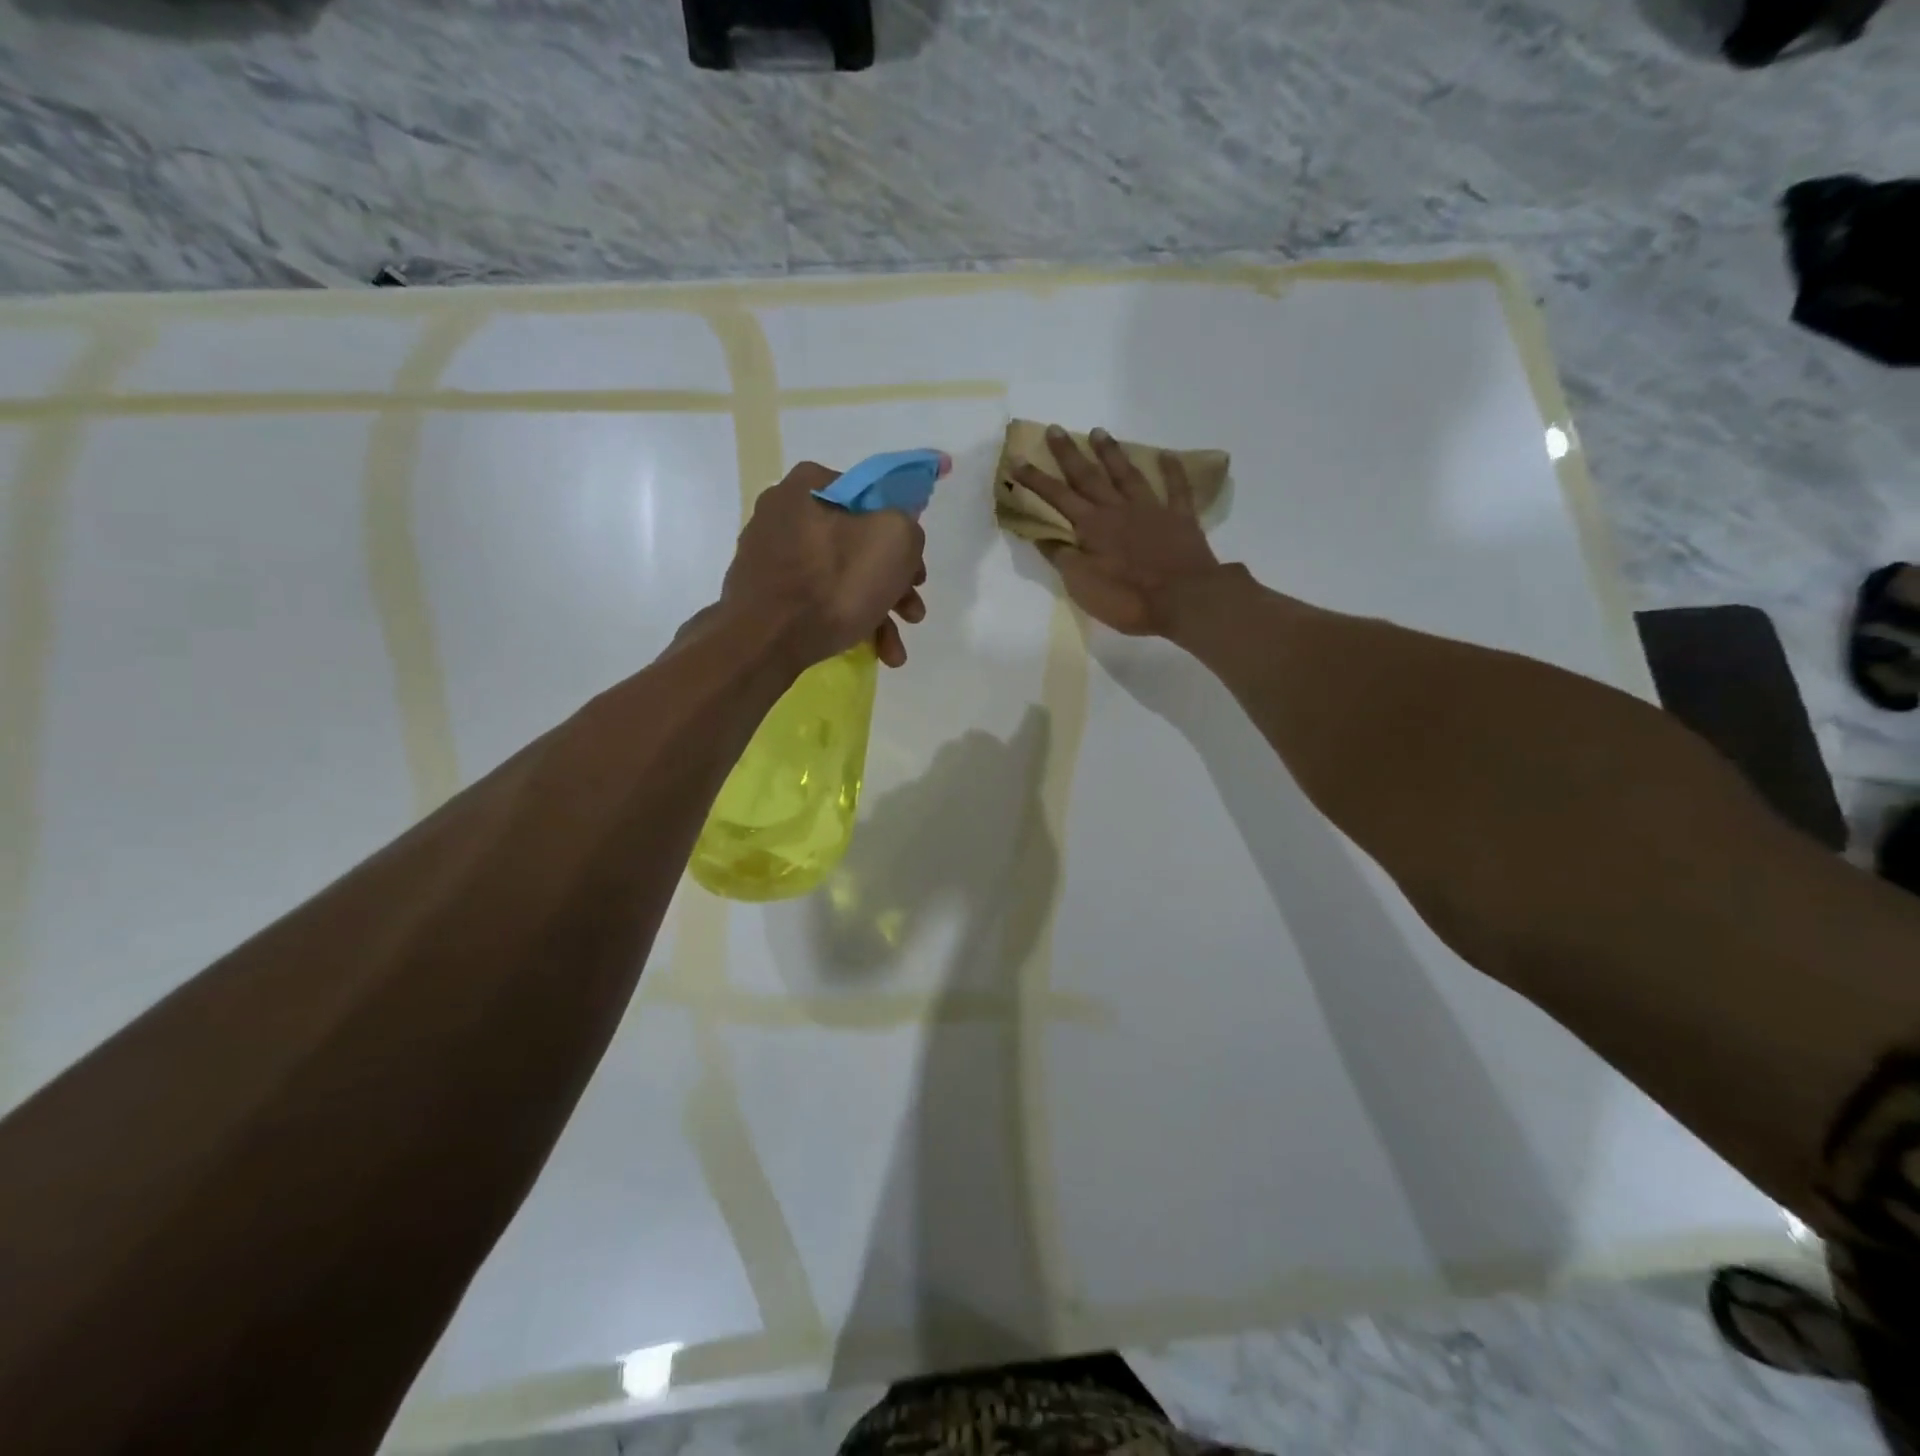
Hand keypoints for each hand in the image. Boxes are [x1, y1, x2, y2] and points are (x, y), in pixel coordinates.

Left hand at [720, 461, 928, 669]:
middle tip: (912, 613)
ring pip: (840, 576)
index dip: (903, 534)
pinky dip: (846, 620)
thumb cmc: (833, 583)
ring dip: (877, 611)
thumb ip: (908, 526)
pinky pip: (816, 598)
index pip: (873, 498)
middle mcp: (784, 511)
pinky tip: (870, 650)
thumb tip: (898, 535)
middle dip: (893, 584)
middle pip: (858, 544)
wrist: (763, 641)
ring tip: (894, 650)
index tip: (916, 570)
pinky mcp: (764, 591)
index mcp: (811, 484)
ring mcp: (770, 553)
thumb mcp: (895, 540)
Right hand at [1009, 425, 1223, 635]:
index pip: (1057, 497)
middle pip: (1089, 476)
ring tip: (1099, 432)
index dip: (1035, 479)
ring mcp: (1151, 510)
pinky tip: (1166, 454)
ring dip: (1111, 453)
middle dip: (1069, 454)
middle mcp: (1118, 509)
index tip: (1017, 460)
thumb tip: (1044, 536)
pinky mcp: (1181, 519)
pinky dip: (1172, 470)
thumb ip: (1063, 558)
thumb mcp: (1082, 585)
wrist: (1184, 599)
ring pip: (1127, 475)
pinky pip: (1177, 489)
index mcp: (1092, 527)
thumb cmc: (1127, 598)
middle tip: (1055, 429)